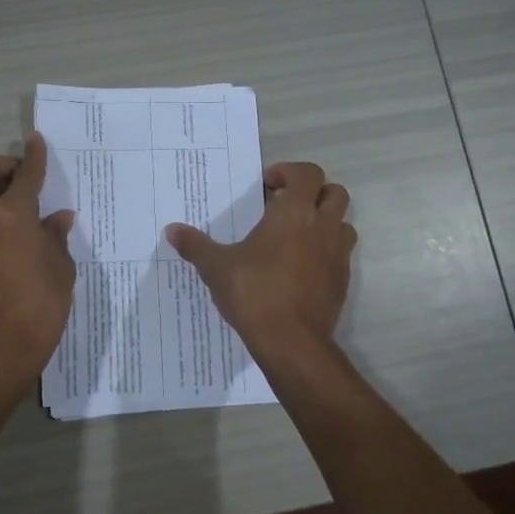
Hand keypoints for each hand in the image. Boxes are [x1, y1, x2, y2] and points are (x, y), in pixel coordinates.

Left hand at [0, 132, 76, 390]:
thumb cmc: (40, 306)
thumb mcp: (60, 268)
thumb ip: (56, 236)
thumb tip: (57, 218)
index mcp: (10, 216)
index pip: (24, 175)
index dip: (33, 156)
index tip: (37, 140)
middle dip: (0, 164)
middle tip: (24, 179)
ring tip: (21, 206)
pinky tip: (13, 231)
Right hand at [166, 162, 354, 363]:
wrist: (291, 341)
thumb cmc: (254, 293)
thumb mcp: (216, 267)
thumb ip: (195, 245)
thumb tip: (172, 230)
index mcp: (294, 213)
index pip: (307, 173)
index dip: (289, 172)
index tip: (267, 185)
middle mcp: (322, 227)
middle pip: (334, 192)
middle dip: (313, 193)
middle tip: (285, 206)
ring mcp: (337, 255)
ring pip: (342, 223)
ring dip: (324, 221)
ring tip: (296, 236)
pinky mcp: (342, 281)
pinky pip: (340, 255)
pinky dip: (325, 252)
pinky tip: (300, 269)